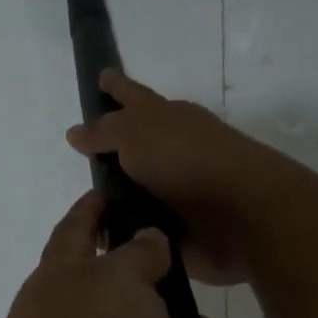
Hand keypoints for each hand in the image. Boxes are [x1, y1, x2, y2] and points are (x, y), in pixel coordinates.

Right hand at [66, 71, 284, 285]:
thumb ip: (104, 131)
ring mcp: (180, 188)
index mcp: (166, 117)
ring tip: (87, 207)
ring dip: (118, 196)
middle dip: (113, 147)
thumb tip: (76, 131)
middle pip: (136, 143)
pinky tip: (106, 240)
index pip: (133, 95)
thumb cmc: (186, 159)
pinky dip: (130, 229)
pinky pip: (146, 224)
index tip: (101, 77)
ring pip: (139, 187)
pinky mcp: (183, 227)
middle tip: (82, 156)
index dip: (116, 86)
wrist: (241, 213)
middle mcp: (173, 149)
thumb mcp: (135, 132)